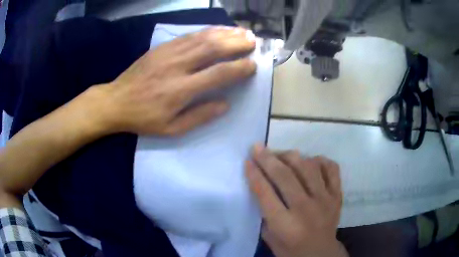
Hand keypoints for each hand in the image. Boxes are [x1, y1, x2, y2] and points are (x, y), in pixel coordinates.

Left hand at [97, 26, 255, 134]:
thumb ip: (199, 116)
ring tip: (243, 32)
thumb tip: (225, 104)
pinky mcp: (162, 47)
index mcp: (180, 90)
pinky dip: (208, 30)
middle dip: (237, 43)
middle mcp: (177, 66)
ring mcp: (169, 53)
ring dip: (226, 33)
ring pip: (203, 37)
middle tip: (254, 42)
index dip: (239, 68)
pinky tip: (219, 29)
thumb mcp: (171, 129)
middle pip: (213, 49)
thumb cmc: (143, 118)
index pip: (217, 74)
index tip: (253, 64)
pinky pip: (189, 35)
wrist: (116, 101)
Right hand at [246, 145, 347, 256]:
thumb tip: (262, 183)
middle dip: (267, 159)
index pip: (265, 193)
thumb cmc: (290, 249)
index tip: (247, 160)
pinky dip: (319, 160)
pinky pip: (331, 168)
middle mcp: (306, 209)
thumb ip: (265, 212)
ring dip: (291, 156)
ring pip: (308, 167)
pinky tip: (309, 161)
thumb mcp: (269, 237)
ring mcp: (325, 200)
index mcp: (286, 225)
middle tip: (257, 147)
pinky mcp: (337, 195)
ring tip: (281, 155)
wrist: (321, 254)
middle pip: (285, 176)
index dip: (254, 174)